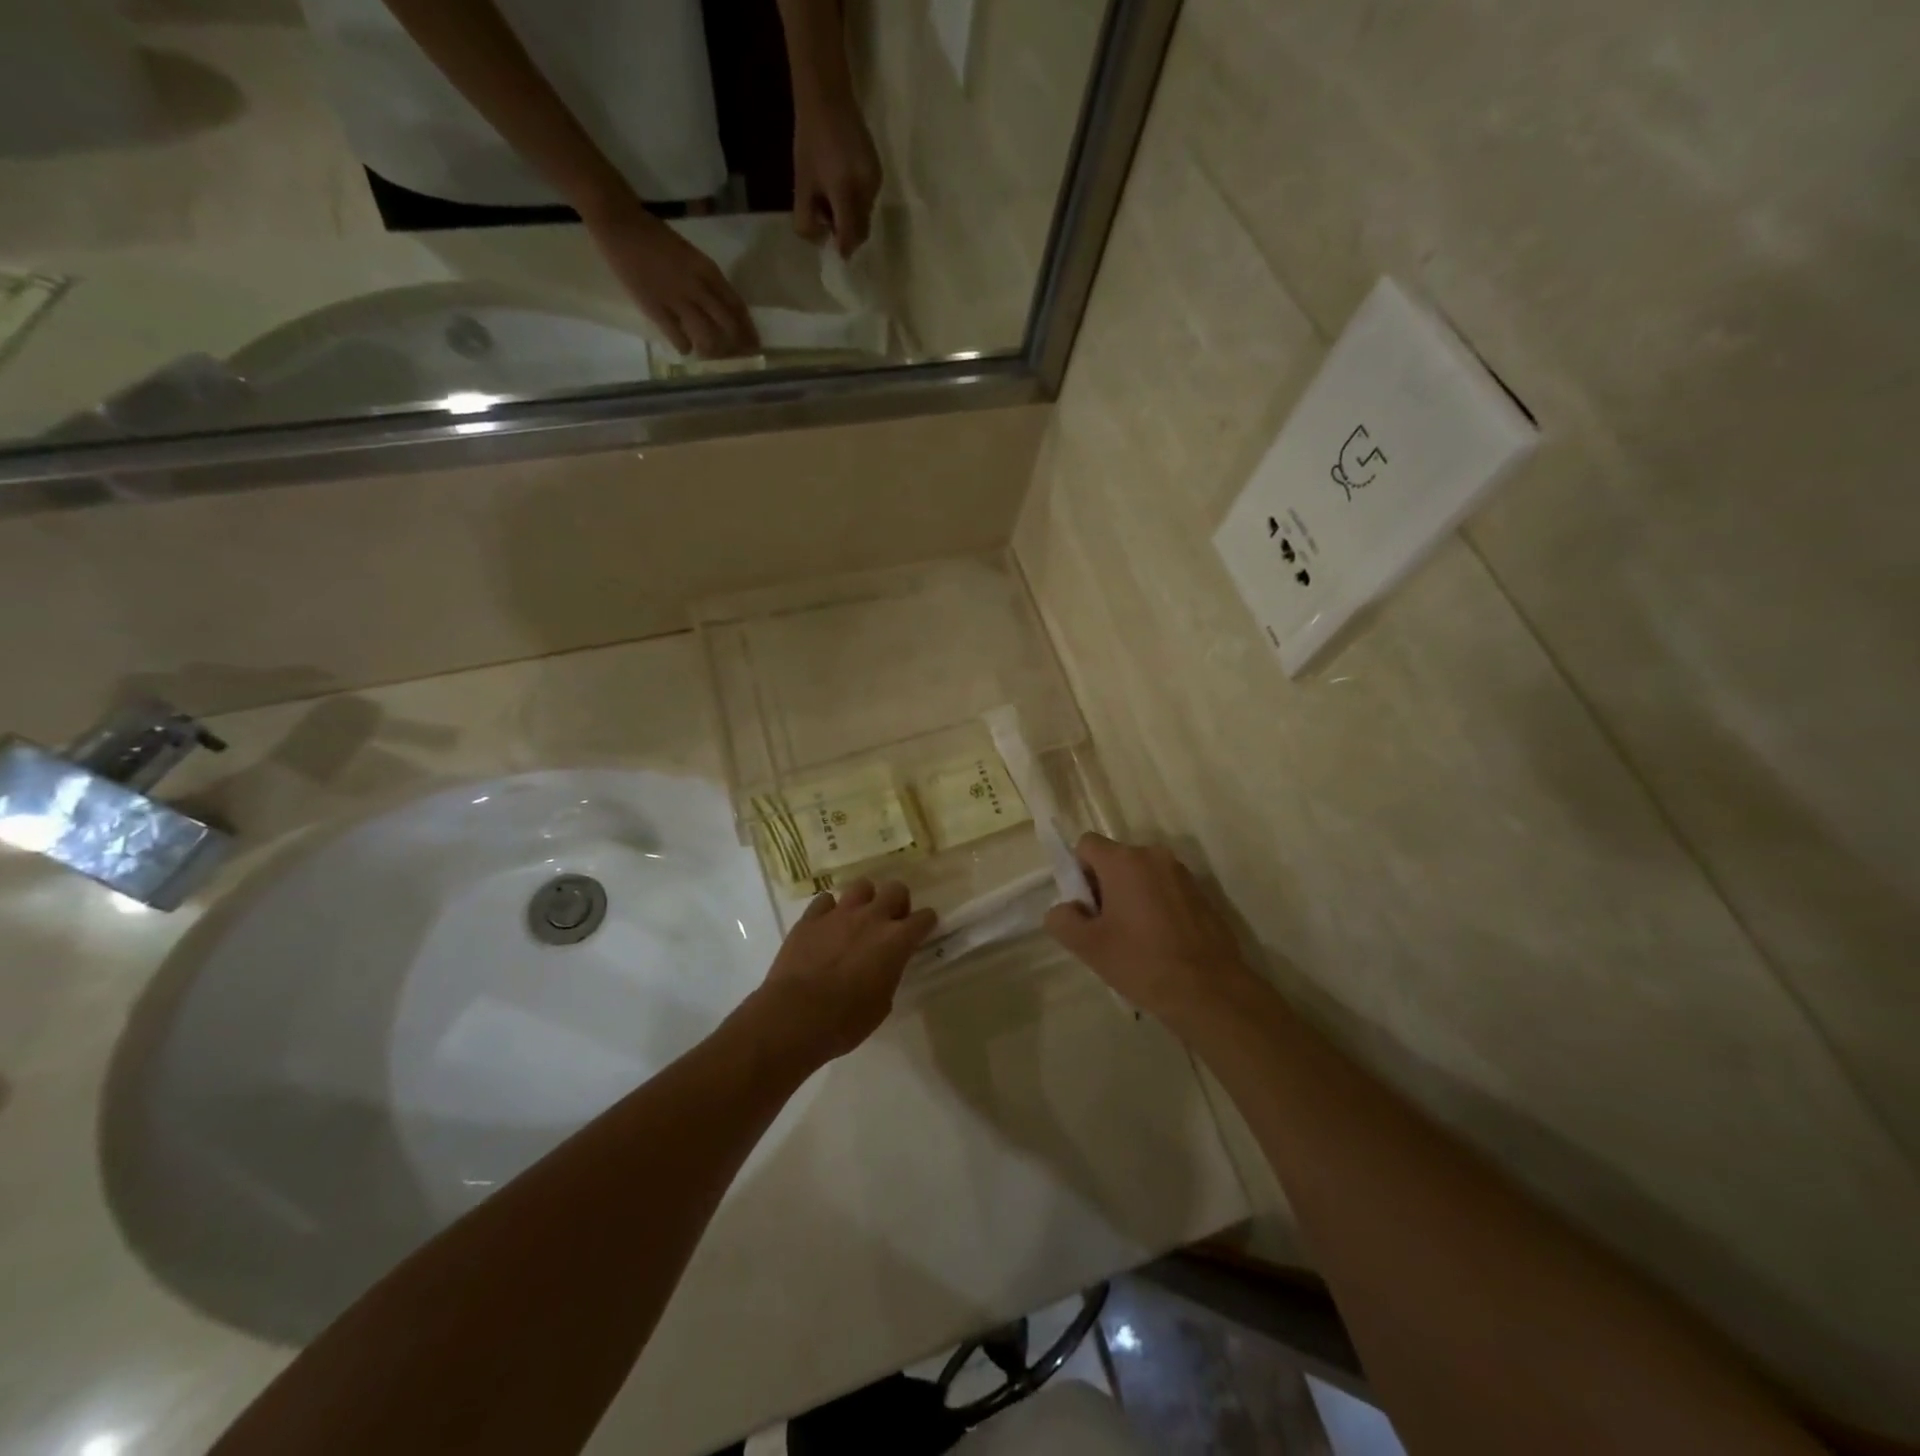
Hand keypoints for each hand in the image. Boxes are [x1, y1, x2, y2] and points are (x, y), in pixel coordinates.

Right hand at [582, 200, 758, 357]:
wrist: (620, 224)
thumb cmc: (657, 238)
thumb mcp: (692, 256)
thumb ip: (708, 281)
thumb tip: (723, 309)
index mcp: (708, 271)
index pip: (737, 307)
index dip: (748, 329)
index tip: (754, 344)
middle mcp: (698, 287)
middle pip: (728, 325)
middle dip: (737, 345)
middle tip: (739, 358)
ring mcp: (677, 299)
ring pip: (707, 336)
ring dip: (712, 350)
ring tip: (710, 354)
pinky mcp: (656, 309)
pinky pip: (678, 338)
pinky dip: (684, 346)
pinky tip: (684, 348)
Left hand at [749, 878, 936, 1065]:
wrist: (796, 1016)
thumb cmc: (846, 1021)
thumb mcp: (882, 1004)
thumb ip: (888, 975)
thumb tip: (883, 967)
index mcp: (896, 941)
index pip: (924, 918)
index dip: (925, 923)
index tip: (922, 930)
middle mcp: (872, 918)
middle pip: (895, 889)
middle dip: (897, 902)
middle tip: (890, 922)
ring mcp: (839, 914)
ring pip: (861, 886)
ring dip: (864, 900)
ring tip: (858, 918)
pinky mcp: (810, 918)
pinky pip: (825, 901)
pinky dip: (829, 910)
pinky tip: (826, 926)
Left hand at [792, 94, 881, 257]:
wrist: (828, 97)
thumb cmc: (809, 141)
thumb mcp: (800, 184)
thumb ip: (807, 220)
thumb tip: (822, 242)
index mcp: (845, 191)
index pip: (849, 237)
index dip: (841, 249)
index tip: (833, 250)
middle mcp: (865, 189)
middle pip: (860, 231)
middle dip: (845, 234)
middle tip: (827, 219)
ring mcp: (875, 182)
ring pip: (865, 218)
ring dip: (850, 219)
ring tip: (833, 197)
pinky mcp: (879, 174)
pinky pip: (868, 201)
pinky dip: (856, 204)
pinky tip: (843, 184)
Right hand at [1044, 834, 1257, 1024]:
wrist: (1210, 991)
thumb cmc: (1142, 962)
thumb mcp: (1088, 946)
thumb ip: (1062, 919)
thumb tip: (1065, 909)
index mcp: (1124, 861)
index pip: (1086, 845)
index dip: (1078, 873)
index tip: (1086, 907)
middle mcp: (1154, 855)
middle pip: (1115, 859)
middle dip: (1105, 886)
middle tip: (1106, 928)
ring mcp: (1182, 873)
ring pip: (1141, 875)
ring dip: (1131, 896)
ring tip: (1134, 938)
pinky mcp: (1202, 893)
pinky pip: (1165, 889)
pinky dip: (1156, 906)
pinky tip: (1160, 942)